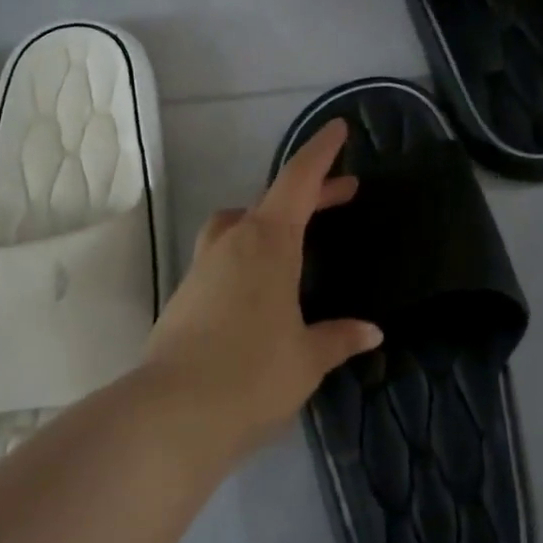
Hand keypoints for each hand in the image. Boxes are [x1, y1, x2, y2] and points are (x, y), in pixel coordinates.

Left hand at [142, 119, 382, 458]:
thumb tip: (370, 332)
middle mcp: (232, 243)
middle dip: (310, 194)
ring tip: (297, 240)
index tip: (338, 128)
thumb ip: (338, 338)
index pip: (299, 182)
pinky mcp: (185, 295)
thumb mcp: (307, 358)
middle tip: (343, 193)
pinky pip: (223, 257)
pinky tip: (261, 288)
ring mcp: (203, 267)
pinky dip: (248, 255)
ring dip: (271, 222)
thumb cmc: (253, 375)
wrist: (173, 413)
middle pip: (273, 202)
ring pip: (239, 225)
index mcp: (268, 242)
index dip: (321, 154)